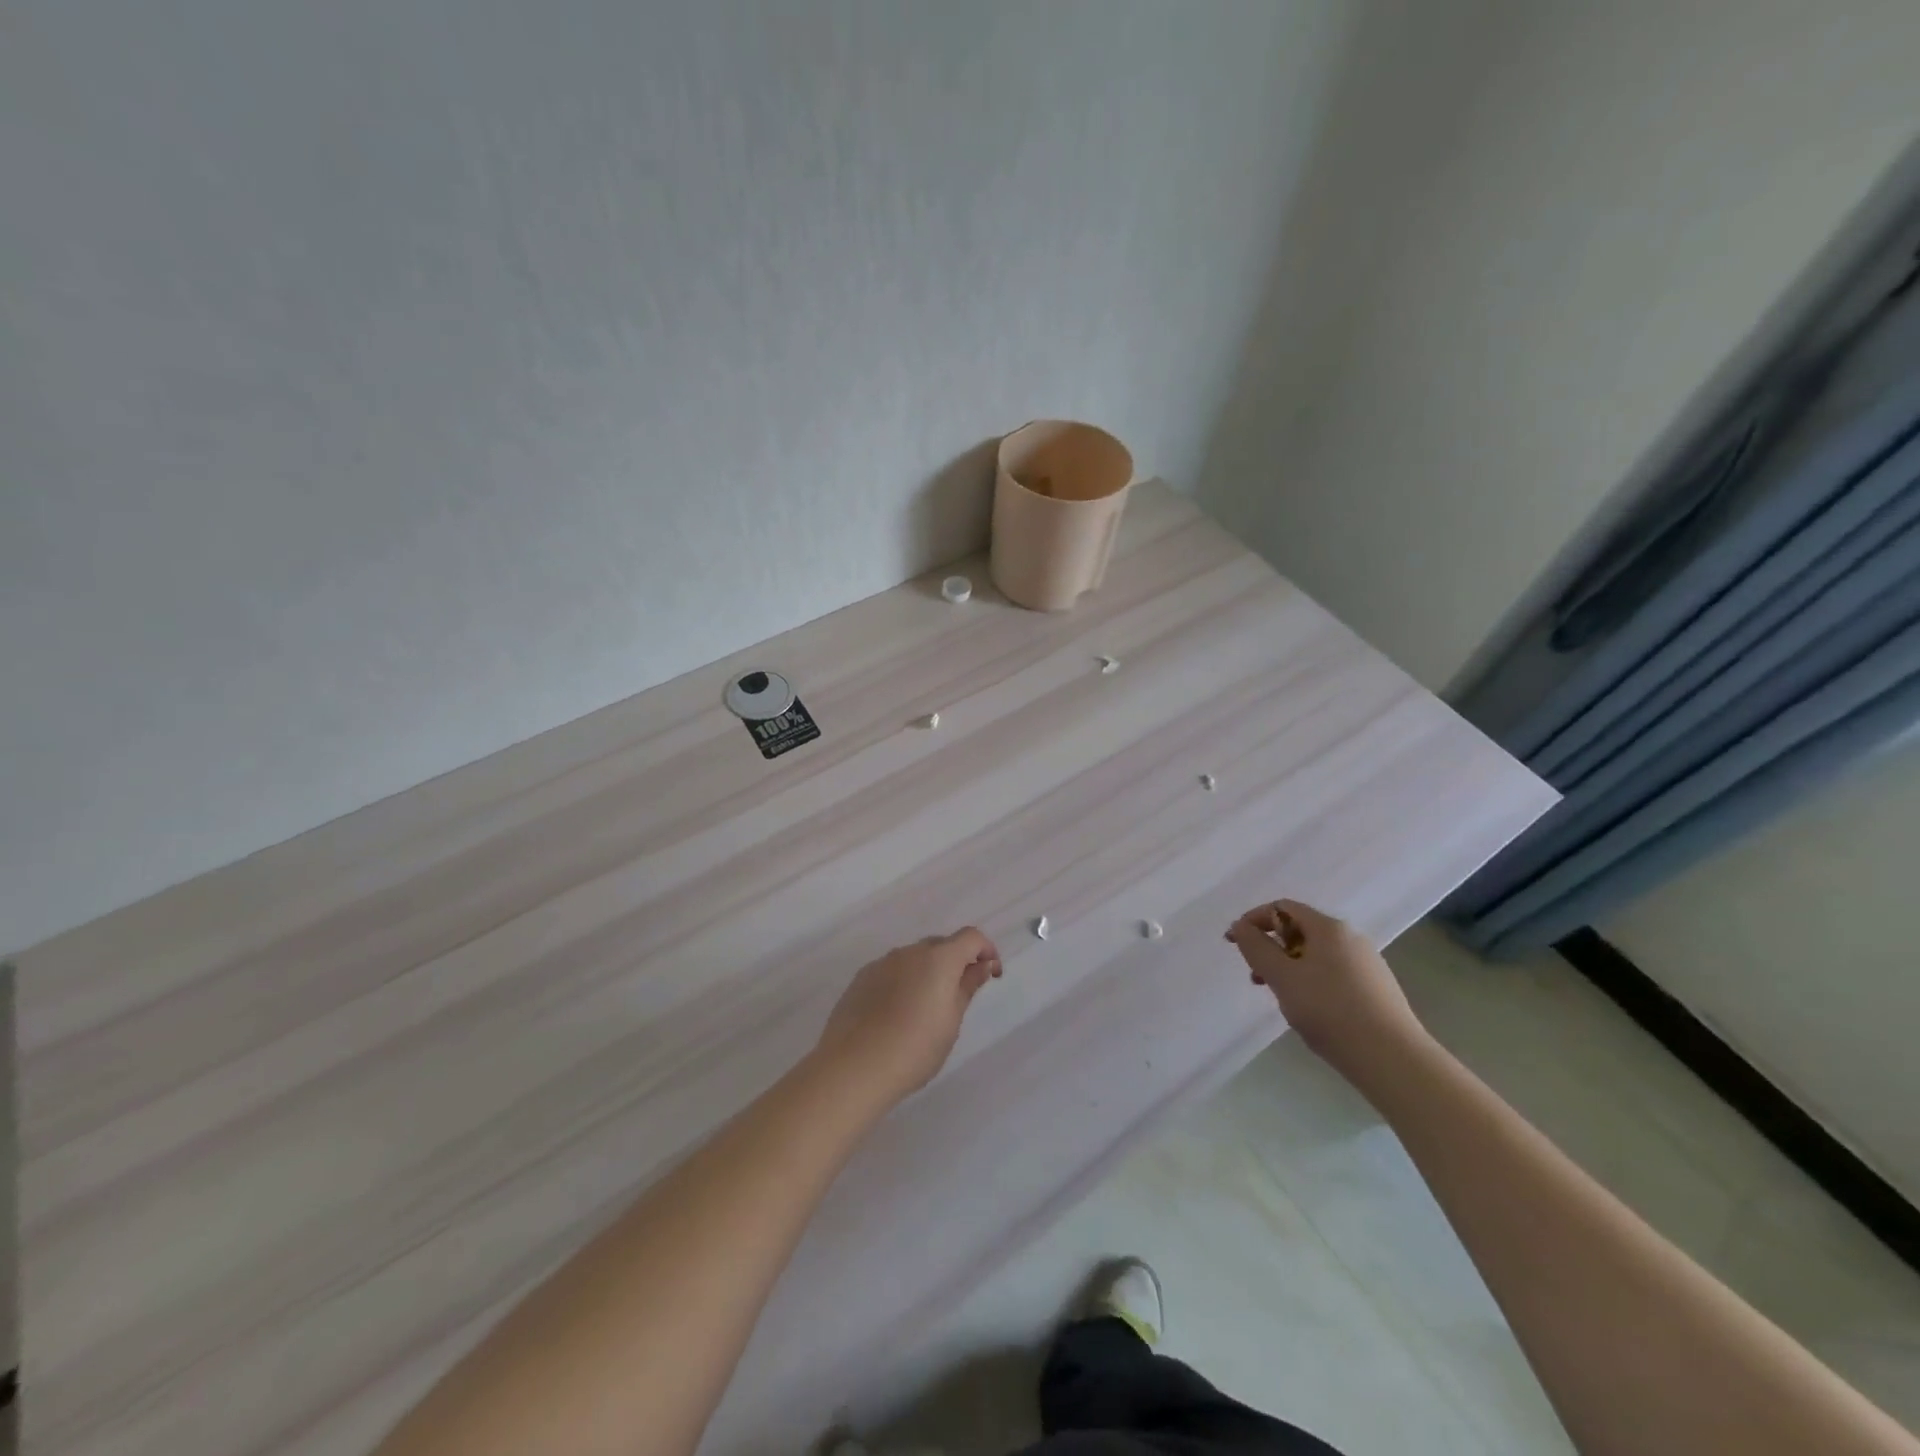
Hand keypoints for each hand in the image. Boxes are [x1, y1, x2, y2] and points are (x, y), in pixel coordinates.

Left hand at [816, 928, 1002, 1104]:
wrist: (854, 1067)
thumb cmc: (914, 1048)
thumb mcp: (951, 1022)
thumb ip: (967, 987)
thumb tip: (981, 966)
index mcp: (938, 959)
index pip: (971, 937)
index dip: (986, 950)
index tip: (991, 974)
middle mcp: (910, 952)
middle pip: (941, 945)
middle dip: (956, 962)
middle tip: (960, 996)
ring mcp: (882, 963)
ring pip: (915, 958)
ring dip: (928, 973)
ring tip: (925, 1010)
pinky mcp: (861, 978)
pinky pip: (892, 971)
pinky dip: (903, 982)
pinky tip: (897, 1014)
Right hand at [1226, 900, 1426, 1080]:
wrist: (1393, 1059)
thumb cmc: (1329, 1010)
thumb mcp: (1282, 977)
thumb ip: (1256, 948)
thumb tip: (1241, 926)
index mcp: (1328, 928)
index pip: (1282, 908)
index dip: (1254, 920)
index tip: (1234, 944)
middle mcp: (1351, 938)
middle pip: (1300, 930)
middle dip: (1271, 948)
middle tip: (1256, 976)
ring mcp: (1367, 964)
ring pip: (1316, 955)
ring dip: (1289, 968)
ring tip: (1280, 998)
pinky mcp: (1376, 989)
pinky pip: (1333, 973)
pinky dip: (1311, 981)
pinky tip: (1310, 1011)